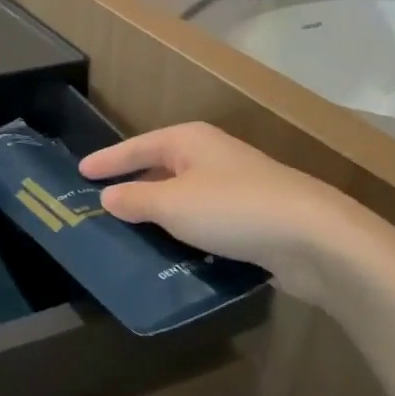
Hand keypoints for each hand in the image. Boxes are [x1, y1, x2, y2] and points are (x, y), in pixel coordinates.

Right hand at [79, 122, 394, 314]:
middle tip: (100, 204)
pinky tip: (170, 254)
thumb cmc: (232, 209)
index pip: (137, 146)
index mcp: (189, 141)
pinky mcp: (251, 219)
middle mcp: (211, 157)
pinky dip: (184, 234)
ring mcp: (235, 187)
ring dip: (159, 214)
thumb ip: (136, 199)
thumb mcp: (172, 204)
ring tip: (127, 234)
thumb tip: (108, 196)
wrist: (313, 237)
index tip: (80, 172)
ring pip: (183, 198)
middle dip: (133, 186)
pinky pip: (204, 222)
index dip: (108, 160)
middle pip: (161, 168)